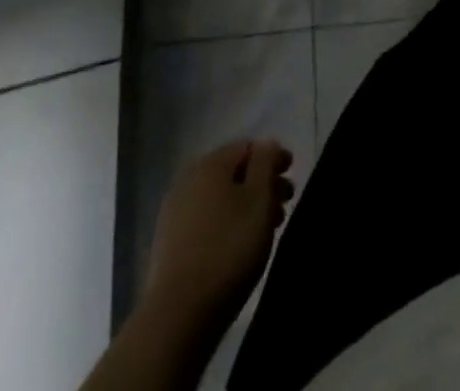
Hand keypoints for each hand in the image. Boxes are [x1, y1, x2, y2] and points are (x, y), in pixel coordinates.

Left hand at [141, 140, 296, 339]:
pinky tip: (239, 247)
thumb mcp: (259, 199)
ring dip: (245, 207)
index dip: (273, 158)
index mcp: (210, 164)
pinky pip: (206, 221)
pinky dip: (227, 225)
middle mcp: (188, 181)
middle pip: (233, 173)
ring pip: (220, 199)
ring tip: (266, 230)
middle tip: (284, 206)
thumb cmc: (229, 248)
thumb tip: (267, 143)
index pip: (248, 147)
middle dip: (261, 185)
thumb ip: (266, 163)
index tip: (291, 176)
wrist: (179, 316)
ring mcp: (174, 214)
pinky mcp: (169, 246)